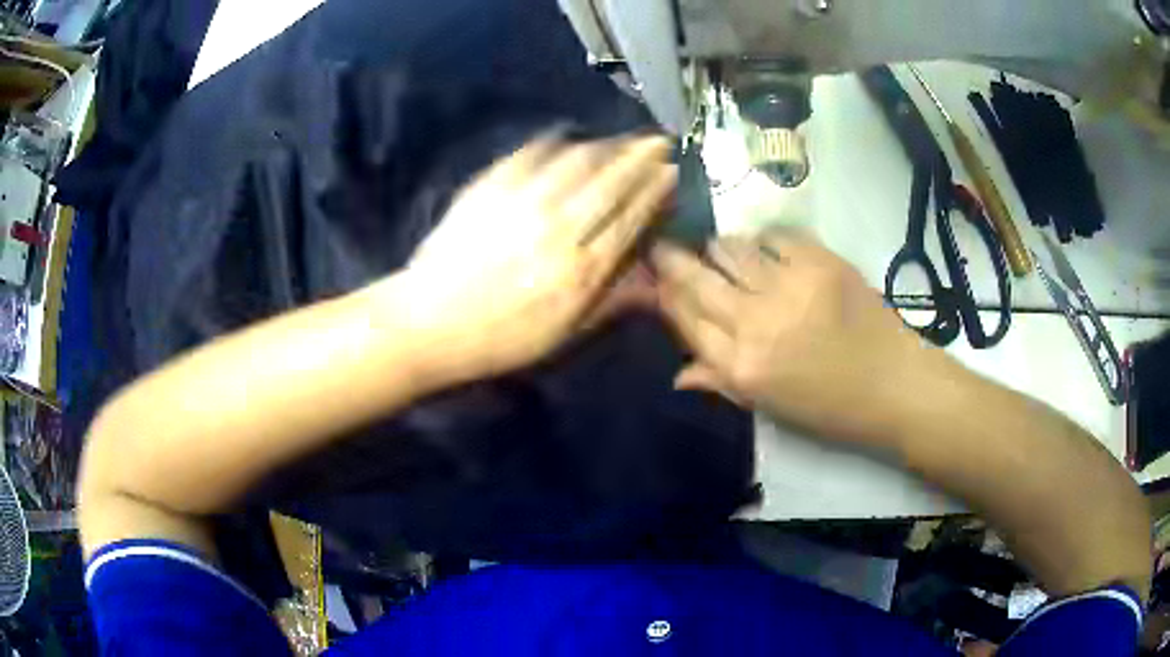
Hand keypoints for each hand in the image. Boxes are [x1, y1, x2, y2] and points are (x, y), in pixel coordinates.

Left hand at [395, 135, 674, 382]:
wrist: (430, 324)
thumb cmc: (502, 339)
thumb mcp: (565, 336)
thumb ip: (613, 302)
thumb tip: (656, 280)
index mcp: (582, 268)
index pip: (631, 216)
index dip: (655, 190)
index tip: (672, 170)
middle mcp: (559, 226)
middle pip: (610, 180)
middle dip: (640, 156)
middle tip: (659, 140)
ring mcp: (523, 201)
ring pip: (577, 160)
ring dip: (606, 145)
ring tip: (621, 139)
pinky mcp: (490, 187)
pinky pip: (531, 154)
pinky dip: (556, 143)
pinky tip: (566, 138)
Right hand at [651, 229, 944, 445]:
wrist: (892, 384)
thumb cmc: (829, 406)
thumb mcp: (769, 406)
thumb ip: (721, 381)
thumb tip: (677, 372)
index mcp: (741, 366)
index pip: (685, 317)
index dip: (664, 293)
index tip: (655, 277)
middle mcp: (755, 323)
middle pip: (697, 277)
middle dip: (673, 259)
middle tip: (664, 247)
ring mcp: (788, 286)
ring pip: (730, 248)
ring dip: (722, 249)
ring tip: (727, 254)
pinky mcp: (818, 260)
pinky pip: (773, 236)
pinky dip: (765, 242)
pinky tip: (770, 252)